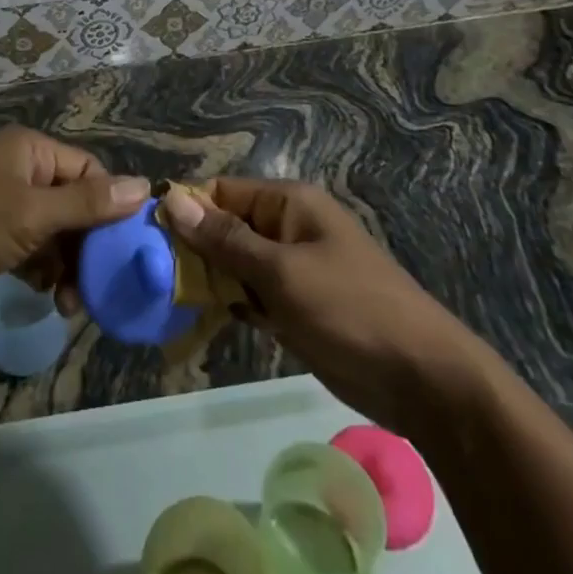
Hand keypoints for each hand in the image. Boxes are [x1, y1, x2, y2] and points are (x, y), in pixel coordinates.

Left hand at [0, 125, 147, 311]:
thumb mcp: (32, 213)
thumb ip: (88, 205)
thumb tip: (144, 187)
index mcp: (32, 151)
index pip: (89, 171)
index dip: (111, 207)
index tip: (127, 249)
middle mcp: (21, 171)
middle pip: (73, 203)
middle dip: (87, 245)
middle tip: (96, 287)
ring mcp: (3, 204)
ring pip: (53, 231)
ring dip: (66, 264)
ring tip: (69, 302)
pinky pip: (30, 247)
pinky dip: (42, 269)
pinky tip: (47, 295)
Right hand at [159, 179, 490, 425]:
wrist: (425, 381)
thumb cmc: (350, 311)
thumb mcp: (282, 273)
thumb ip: (226, 239)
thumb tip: (173, 199)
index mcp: (289, 203)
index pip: (223, 192)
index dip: (187, 210)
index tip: (147, 238)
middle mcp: (288, 227)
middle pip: (226, 226)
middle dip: (193, 249)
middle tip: (151, 277)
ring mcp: (294, 268)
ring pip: (236, 263)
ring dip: (209, 280)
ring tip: (167, 301)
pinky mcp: (297, 305)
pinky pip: (253, 294)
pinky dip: (231, 304)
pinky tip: (202, 322)